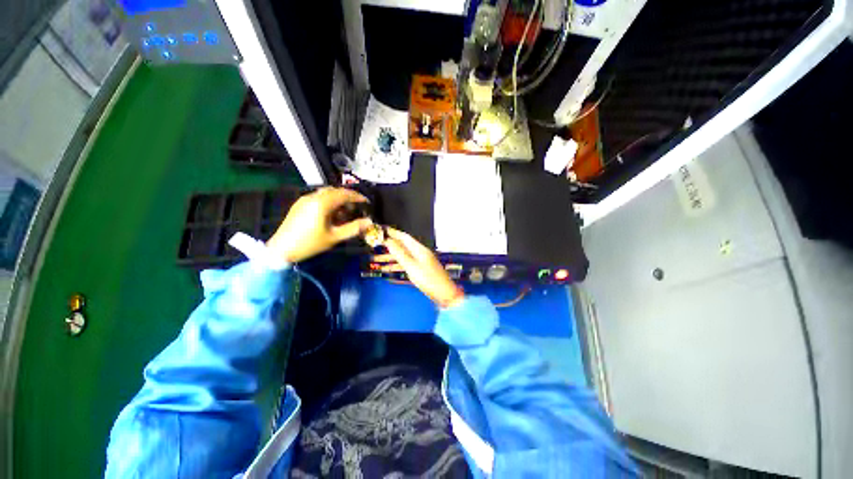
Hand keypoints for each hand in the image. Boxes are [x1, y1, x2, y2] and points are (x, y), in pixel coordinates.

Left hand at [266, 187, 371, 262]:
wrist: (281, 249)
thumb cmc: (310, 243)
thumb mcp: (334, 237)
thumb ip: (353, 228)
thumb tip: (369, 222)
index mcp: (322, 203)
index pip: (344, 194)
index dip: (357, 197)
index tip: (366, 202)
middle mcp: (313, 197)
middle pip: (335, 191)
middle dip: (348, 197)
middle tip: (357, 208)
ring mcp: (305, 199)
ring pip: (326, 193)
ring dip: (338, 199)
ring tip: (345, 212)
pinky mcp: (299, 204)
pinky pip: (318, 197)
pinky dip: (329, 201)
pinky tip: (331, 214)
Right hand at [373, 228, 463, 307]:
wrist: (443, 293)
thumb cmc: (427, 279)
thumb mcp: (411, 265)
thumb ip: (399, 253)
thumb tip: (388, 240)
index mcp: (419, 249)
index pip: (404, 237)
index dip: (393, 232)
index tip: (382, 229)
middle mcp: (419, 252)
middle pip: (402, 246)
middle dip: (389, 244)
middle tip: (376, 243)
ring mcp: (420, 261)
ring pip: (403, 255)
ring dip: (390, 256)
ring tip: (376, 258)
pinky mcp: (420, 269)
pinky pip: (405, 264)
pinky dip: (396, 265)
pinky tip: (387, 268)